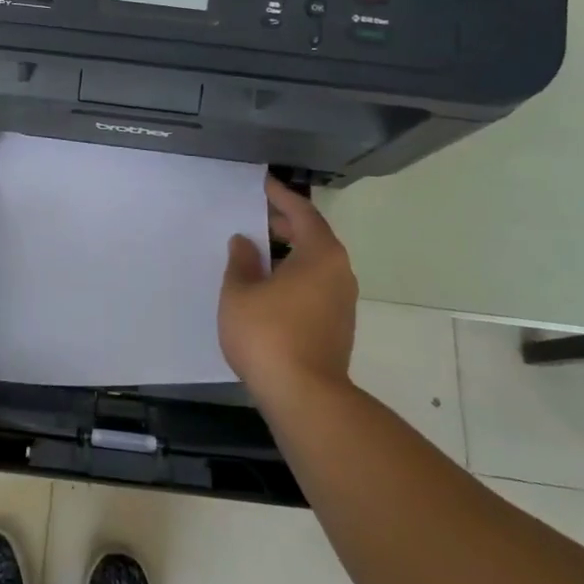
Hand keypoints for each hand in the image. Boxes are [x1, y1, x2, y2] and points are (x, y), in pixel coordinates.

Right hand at [219, 177, 356, 406]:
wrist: (305, 398)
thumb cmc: (268, 335)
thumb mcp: (240, 292)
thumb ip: (241, 261)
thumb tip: (245, 242)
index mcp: (320, 255)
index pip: (302, 212)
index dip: (281, 196)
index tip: (264, 184)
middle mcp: (339, 273)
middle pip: (313, 237)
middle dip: (285, 224)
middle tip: (257, 217)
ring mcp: (342, 302)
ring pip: (315, 264)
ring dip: (289, 253)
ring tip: (258, 251)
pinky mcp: (337, 327)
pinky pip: (315, 286)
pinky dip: (294, 275)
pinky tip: (269, 286)